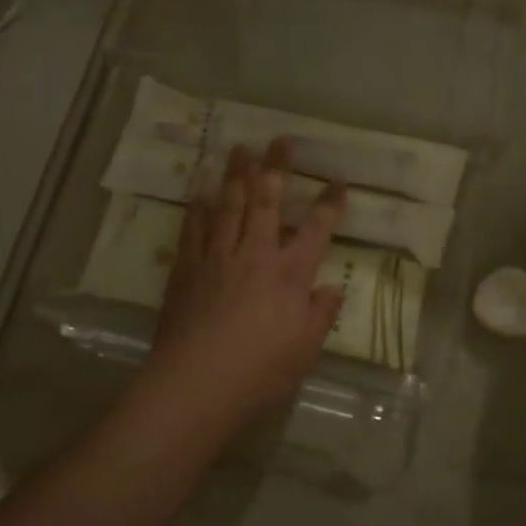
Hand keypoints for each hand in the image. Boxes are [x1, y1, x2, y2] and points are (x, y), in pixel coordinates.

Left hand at [150, 140, 346, 430]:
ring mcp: (218, 258)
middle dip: (276, 169)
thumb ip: (321, 315)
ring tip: (240, 150)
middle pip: (267, 202)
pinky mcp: (187, 269)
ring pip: (228, 206)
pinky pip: (194, 229)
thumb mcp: (305, 351)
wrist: (196, 384)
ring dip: (236, 175)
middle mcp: (255, 255)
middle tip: (279, 141)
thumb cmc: (259, 372)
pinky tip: (200, 193)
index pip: (317, 230)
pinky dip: (198, 209)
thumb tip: (332, 288)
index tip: (338, 180)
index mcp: (289, 274)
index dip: (329, 204)